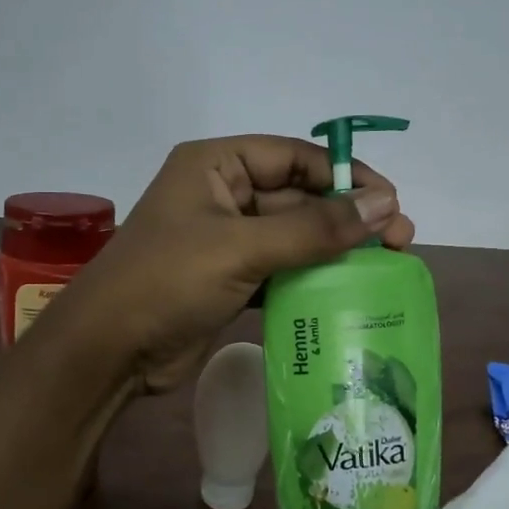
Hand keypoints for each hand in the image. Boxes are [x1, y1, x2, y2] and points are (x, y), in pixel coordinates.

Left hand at [48, 135, 414, 391]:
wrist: (109, 351)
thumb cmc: (168, 282)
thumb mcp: (242, 248)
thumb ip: (314, 229)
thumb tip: (385, 206)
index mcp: (215, 165)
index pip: (294, 157)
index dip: (345, 177)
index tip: (390, 203)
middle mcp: (220, 194)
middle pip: (298, 197)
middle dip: (346, 218)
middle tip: (400, 241)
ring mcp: (224, 240)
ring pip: (292, 236)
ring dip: (333, 250)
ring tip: (385, 267)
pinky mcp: (227, 280)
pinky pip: (279, 269)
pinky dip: (309, 279)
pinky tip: (346, 293)